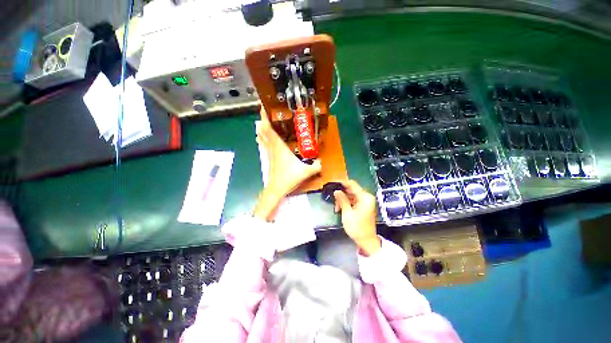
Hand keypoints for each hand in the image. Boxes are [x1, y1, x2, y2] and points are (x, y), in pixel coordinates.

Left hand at [253, 108, 321, 220]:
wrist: (276, 188)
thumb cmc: (288, 178)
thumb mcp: (305, 171)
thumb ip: (316, 166)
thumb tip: (322, 161)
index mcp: (279, 147)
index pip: (269, 129)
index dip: (265, 117)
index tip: (264, 106)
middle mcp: (272, 147)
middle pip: (263, 130)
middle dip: (263, 119)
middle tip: (266, 110)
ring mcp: (269, 153)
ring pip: (262, 137)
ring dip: (262, 128)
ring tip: (264, 119)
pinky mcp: (269, 157)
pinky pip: (264, 144)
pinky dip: (263, 137)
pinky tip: (263, 136)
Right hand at [333, 180, 380, 255]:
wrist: (367, 241)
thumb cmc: (357, 228)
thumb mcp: (347, 213)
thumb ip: (342, 200)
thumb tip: (336, 191)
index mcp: (365, 197)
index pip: (352, 184)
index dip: (342, 182)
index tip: (332, 181)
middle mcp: (366, 197)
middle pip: (351, 190)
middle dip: (341, 193)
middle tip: (333, 198)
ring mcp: (365, 201)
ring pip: (351, 195)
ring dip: (343, 199)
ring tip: (336, 207)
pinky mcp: (363, 206)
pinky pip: (353, 200)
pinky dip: (346, 203)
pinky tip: (340, 208)